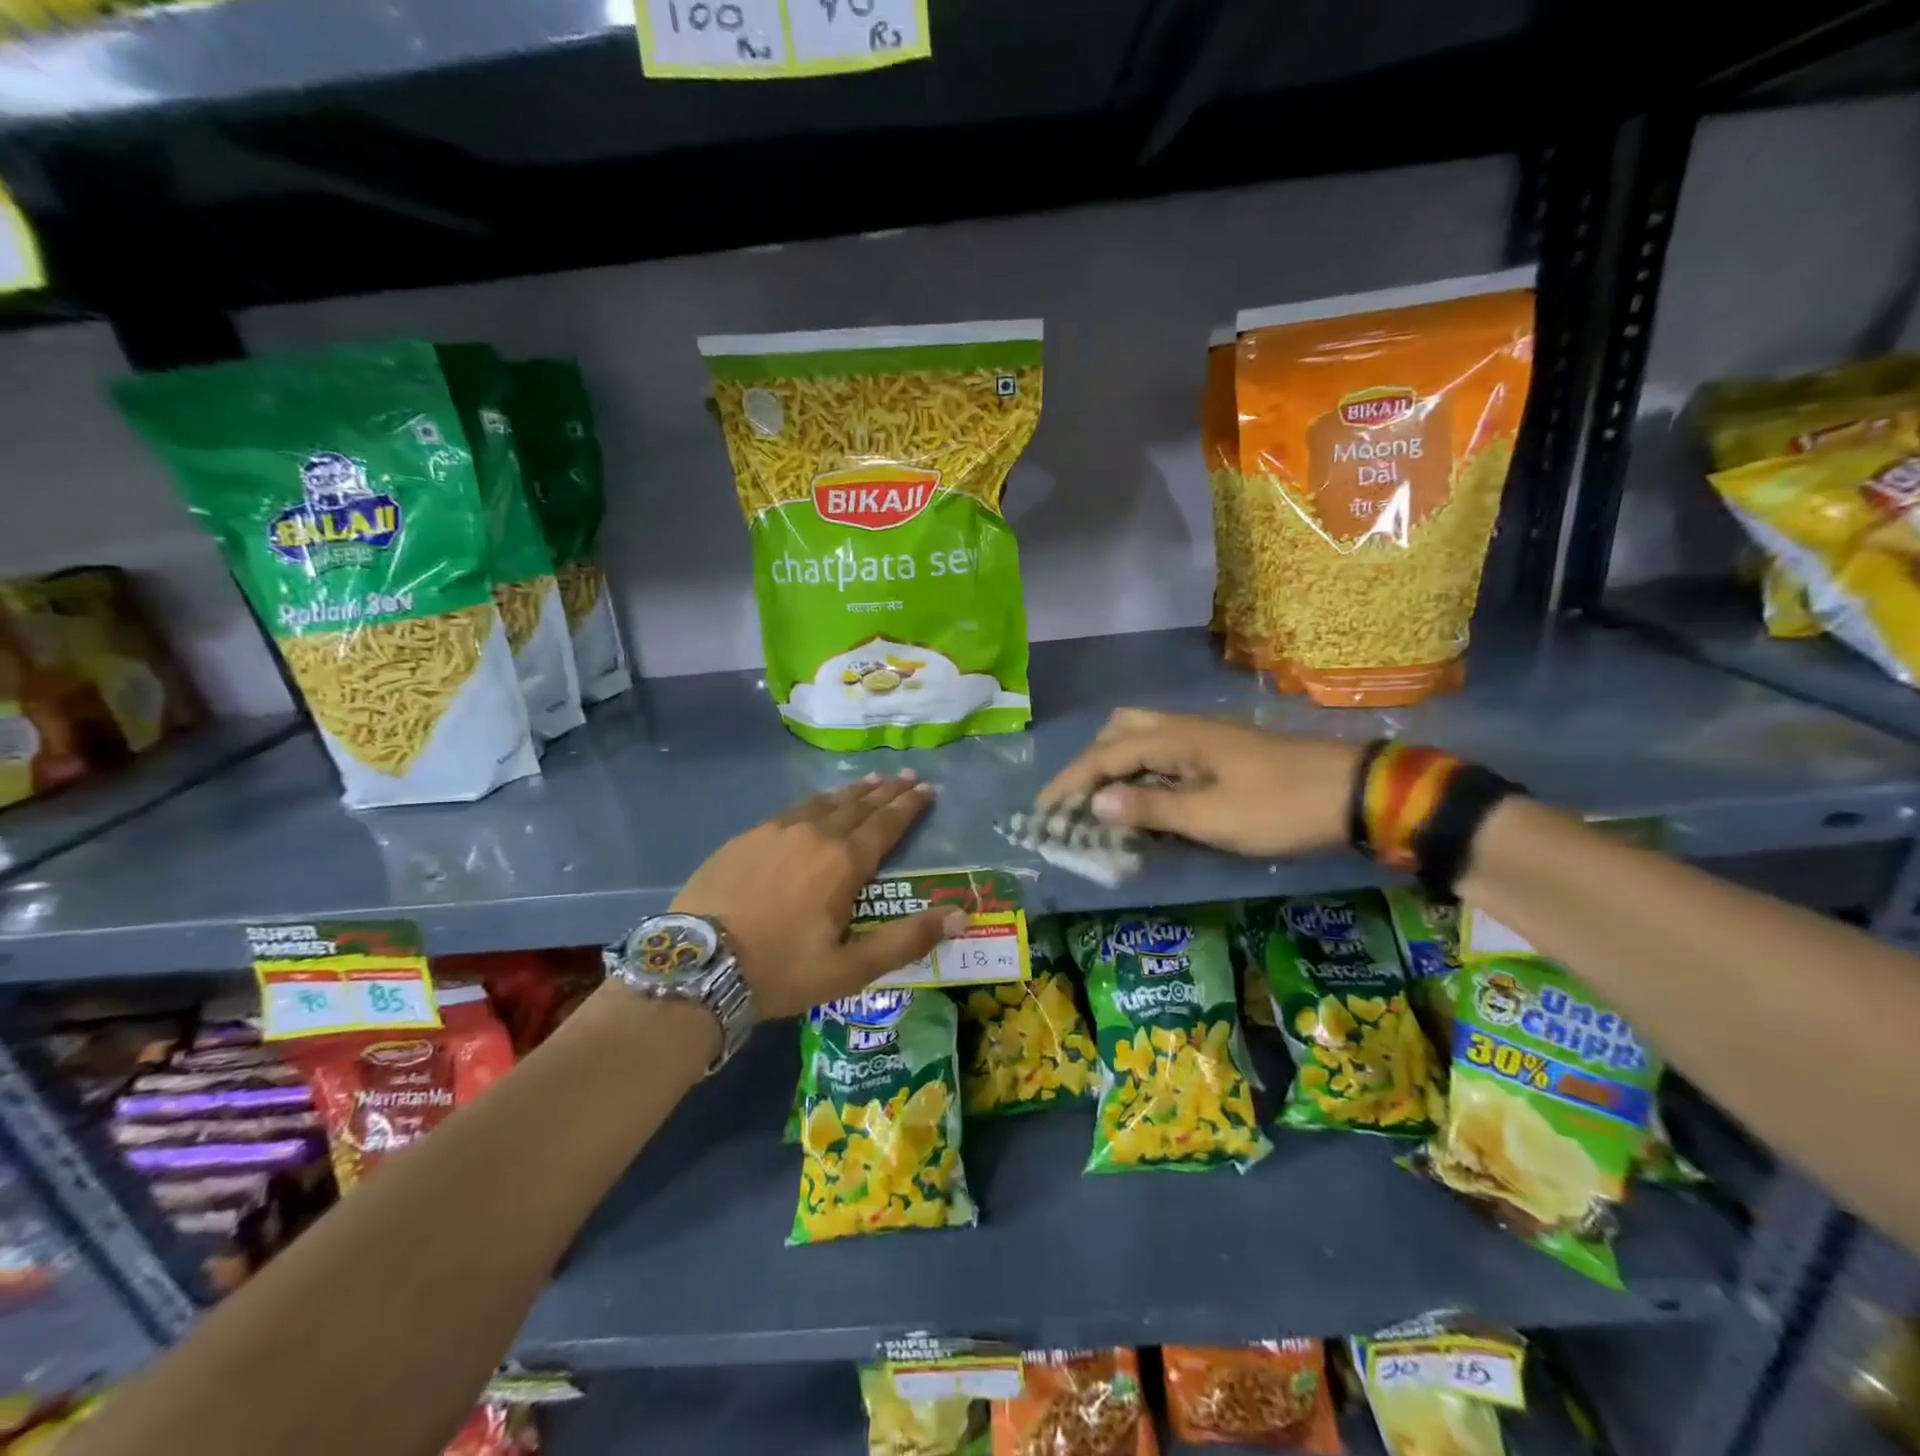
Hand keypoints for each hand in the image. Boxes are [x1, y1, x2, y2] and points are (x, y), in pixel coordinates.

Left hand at [672, 771, 968, 1019]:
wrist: (696, 967)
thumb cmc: (780, 970)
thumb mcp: (850, 969)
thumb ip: (906, 940)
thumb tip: (960, 916)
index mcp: (843, 861)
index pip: (886, 824)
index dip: (909, 806)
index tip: (926, 789)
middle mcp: (814, 833)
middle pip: (859, 805)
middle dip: (887, 791)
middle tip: (907, 777)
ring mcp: (776, 830)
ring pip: (825, 802)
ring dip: (853, 792)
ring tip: (871, 782)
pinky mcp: (746, 837)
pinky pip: (793, 809)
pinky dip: (817, 802)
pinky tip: (817, 805)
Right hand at [1039, 708, 1362, 856]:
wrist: (1352, 791)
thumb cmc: (1279, 807)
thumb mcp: (1212, 817)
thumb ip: (1151, 808)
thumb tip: (1095, 804)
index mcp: (1175, 738)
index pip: (1106, 755)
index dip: (1071, 783)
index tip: (1044, 810)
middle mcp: (1183, 728)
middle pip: (1120, 730)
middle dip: (1091, 762)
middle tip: (1079, 800)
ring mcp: (1204, 737)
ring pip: (1143, 737)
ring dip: (1117, 764)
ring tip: (1107, 802)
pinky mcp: (1221, 751)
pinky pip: (1165, 752)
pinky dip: (1143, 771)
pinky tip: (1148, 799)